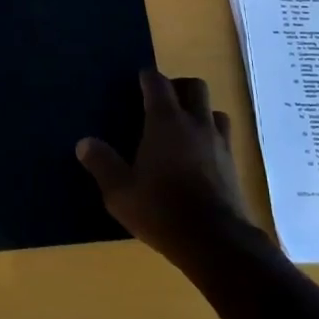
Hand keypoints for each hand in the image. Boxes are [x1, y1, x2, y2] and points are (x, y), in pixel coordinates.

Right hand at [76, 70, 258, 266]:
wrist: (214, 240)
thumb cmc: (161, 210)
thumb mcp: (120, 191)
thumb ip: (102, 164)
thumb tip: (84, 143)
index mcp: (166, 121)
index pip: (158, 83)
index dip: (148, 77)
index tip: (139, 81)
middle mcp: (196, 122)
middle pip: (194, 86)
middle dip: (179, 87)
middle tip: (162, 103)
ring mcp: (219, 142)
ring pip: (214, 111)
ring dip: (201, 112)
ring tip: (185, 129)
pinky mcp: (234, 165)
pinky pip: (224, 138)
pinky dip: (212, 138)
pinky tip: (201, 157)